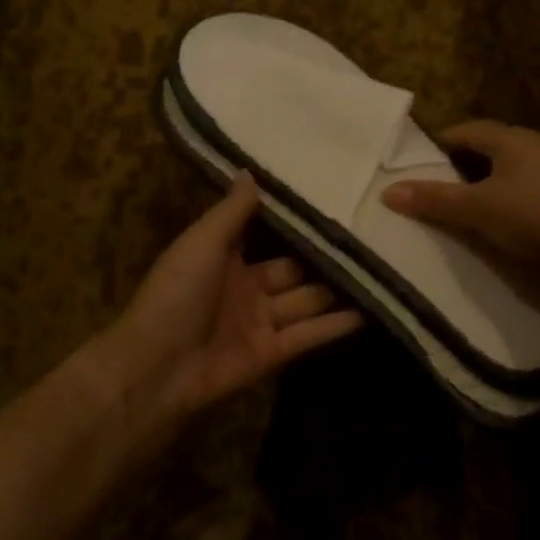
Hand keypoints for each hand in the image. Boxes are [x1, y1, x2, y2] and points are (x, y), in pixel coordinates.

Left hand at [101, 173, 363, 428]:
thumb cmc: (176, 293)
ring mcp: (260, 323)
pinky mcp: (273, 354)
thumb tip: (250, 171)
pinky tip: (372, 309)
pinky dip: (337, 324)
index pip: (265, 235)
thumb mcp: (202, 242)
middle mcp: (245, 288)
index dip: (293, 222)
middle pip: (293, 269)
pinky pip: (309, 334)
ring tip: (381, 268)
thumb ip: (231, 211)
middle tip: (369, 236)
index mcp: (223, 259)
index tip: (330, 202)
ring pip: (306, 301)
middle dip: (324, 256)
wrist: (158, 368)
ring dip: (338, 289)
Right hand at [381, 121, 539, 284]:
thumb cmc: (537, 212)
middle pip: (485, 153)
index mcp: (510, 139)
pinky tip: (490, 231)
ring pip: (504, 178)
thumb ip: (435, 199)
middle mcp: (531, 150)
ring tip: (454, 214)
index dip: (438, 145)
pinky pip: (521, 201)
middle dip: (457, 170)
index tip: (414, 165)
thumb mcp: (478, 207)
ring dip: (481, 192)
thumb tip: (387, 192)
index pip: (465, 131)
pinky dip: (502, 211)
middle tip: (429, 192)